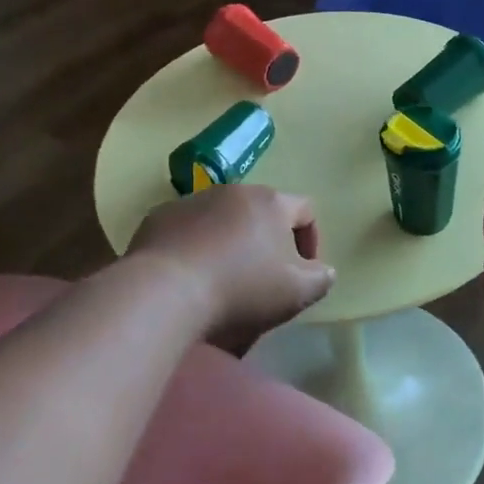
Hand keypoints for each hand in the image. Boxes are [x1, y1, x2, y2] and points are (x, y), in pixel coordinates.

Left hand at [127, 185, 335, 350]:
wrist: (165, 291)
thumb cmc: (241, 289)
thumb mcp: (296, 293)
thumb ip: (320, 278)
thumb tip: (323, 270)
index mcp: (271, 203)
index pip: (305, 209)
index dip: (311, 239)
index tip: (303, 271)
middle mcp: (233, 191)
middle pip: (260, 213)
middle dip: (266, 243)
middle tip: (261, 280)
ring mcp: (192, 200)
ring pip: (221, 219)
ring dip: (228, 244)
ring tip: (221, 281)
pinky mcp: (159, 217)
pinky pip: (186, 230)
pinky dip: (194, 248)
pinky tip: (189, 278)